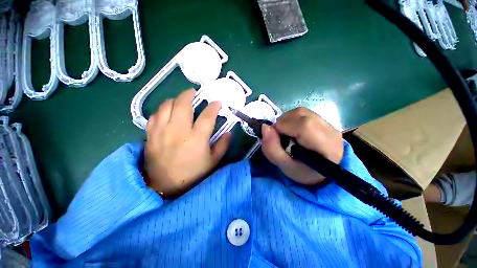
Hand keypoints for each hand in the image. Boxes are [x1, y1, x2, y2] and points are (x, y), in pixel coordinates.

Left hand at [144, 89, 230, 197]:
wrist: (165, 186)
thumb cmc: (193, 174)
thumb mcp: (213, 161)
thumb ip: (223, 145)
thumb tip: (229, 132)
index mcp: (196, 139)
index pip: (207, 116)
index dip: (213, 107)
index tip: (217, 102)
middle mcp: (178, 131)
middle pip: (182, 104)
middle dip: (189, 94)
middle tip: (194, 92)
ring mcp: (161, 131)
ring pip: (166, 106)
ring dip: (175, 99)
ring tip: (181, 100)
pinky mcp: (151, 135)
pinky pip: (154, 115)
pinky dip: (162, 110)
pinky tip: (167, 113)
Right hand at [261, 107, 343, 184]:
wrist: (323, 170)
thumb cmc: (304, 172)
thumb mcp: (285, 167)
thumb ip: (272, 149)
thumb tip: (264, 127)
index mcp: (325, 146)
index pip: (303, 126)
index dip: (283, 127)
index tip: (274, 137)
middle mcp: (329, 129)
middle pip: (300, 115)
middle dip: (282, 123)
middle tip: (279, 137)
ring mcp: (327, 122)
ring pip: (300, 112)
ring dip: (286, 121)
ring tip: (285, 134)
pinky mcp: (322, 119)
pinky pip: (302, 113)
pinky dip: (291, 119)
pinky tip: (291, 130)